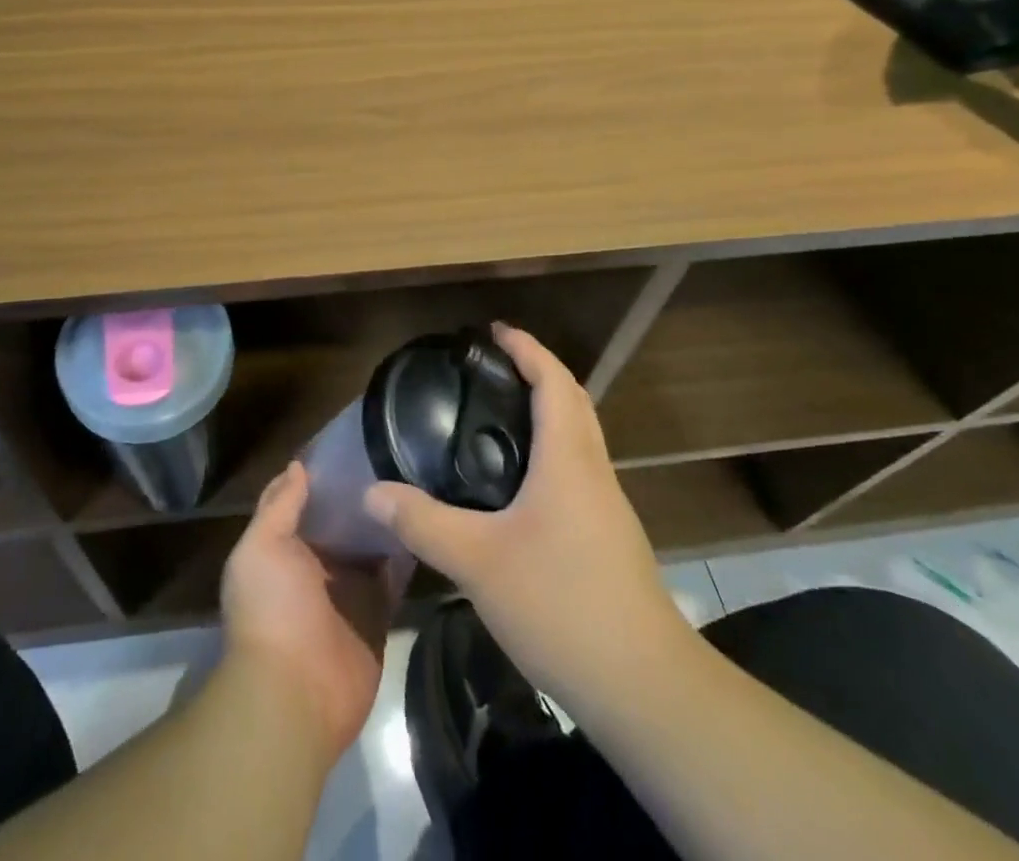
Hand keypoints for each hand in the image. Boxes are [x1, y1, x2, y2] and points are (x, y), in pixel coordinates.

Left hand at [220, 460, 395, 760]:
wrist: (294, 694)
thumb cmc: (271, 609)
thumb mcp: (262, 546)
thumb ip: (280, 505)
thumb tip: (297, 464)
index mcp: (285, 547)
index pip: (306, 501)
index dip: (325, 474)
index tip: (356, 440)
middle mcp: (317, 565)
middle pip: (343, 522)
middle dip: (362, 495)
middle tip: (397, 453)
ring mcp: (349, 591)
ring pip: (371, 547)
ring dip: (386, 521)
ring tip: (417, 478)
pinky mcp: (378, 615)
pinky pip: (394, 579)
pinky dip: (407, 555)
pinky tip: (426, 522)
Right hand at [363, 322, 691, 719]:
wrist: (645, 688)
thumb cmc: (562, 605)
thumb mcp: (478, 563)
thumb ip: (423, 523)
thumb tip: (373, 493)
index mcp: (569, 460)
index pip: (553, 382)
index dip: (527, 349)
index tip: (495, 331)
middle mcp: (594, 472)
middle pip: (573, 402)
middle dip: (539, 371)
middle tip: (493, 365)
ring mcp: (608, 508)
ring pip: (580, 437)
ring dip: (548, 411)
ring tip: (500, 414)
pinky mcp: (610, 539)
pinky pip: (579, 470)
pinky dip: (552, 450)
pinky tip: (520, 483)